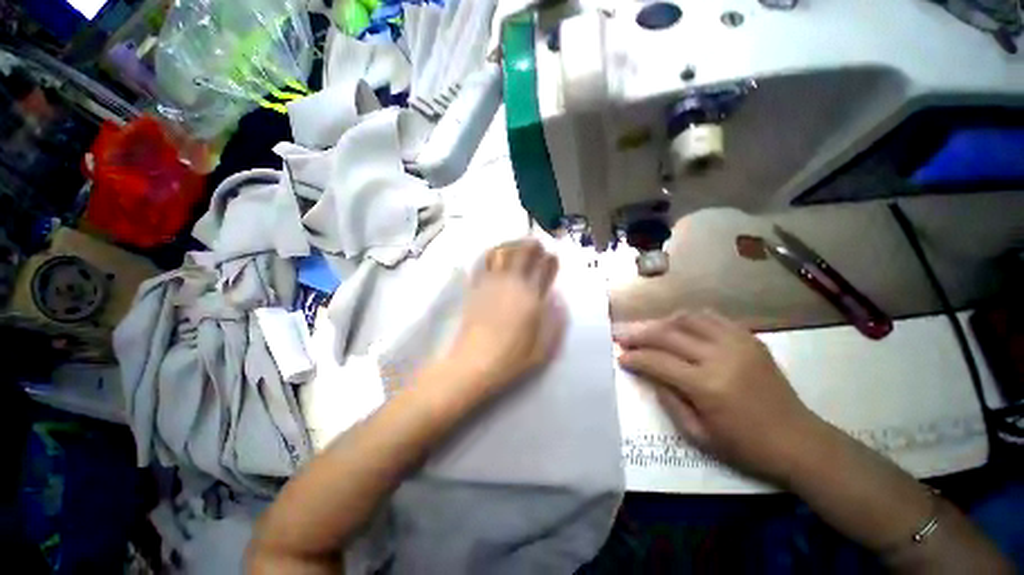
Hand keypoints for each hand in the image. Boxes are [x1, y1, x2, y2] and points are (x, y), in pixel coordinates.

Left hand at [446, 239, 566, 391]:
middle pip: (523, 253)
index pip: (545, 269)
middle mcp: (513, 284)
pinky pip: (483, 262)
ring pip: (502, 252)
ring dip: (512, 244)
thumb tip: (558, 299)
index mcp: (532, 298)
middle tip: (537, 244)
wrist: (474, 363)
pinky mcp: (475, 288)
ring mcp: (491, 283)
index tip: (553, 258)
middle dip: (533, 245)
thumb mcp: (543, 348)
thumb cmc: (511, 359)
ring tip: (517, 245)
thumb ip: (555, 322)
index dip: (551, 260)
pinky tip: (494, 254)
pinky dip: (491, 253)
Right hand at [616, 310, 822, 483]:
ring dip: (663, 322)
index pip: (658, 361)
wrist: (799, 441)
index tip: (620, 355)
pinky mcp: (749, 338)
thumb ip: (668, 399)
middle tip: (624, 337)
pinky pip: (711, 318)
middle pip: (668, 334)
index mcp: (707, 385)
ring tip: (649, 331)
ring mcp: (737, 343)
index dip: (635, 357)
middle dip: (640, 334)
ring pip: (687, 319)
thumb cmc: (745, 446)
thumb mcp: (698, 434)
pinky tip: (679, 326)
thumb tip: (649, 372)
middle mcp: (720, 356)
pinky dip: (689, 319)